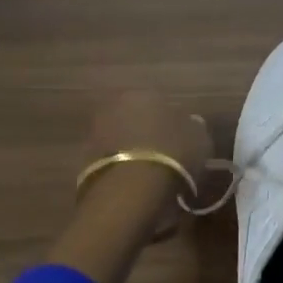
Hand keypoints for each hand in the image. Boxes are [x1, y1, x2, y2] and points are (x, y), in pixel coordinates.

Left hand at [75, 90, 213, 240]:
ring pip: (120, 139)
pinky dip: (121, 168)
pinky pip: (111, 160)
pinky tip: (134, 184)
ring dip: (132, 151)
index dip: (172, 123)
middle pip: (135, 118)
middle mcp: (115, 106)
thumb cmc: (172, 155)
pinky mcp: (83, 160)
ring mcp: (95, 132)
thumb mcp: (199, 139)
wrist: (130, 189)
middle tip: (165, 156)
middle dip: (147, 134)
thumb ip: (194, 127)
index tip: (180, 142)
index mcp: (144, 94)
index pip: (160, 103)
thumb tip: (190, 123)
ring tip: (150, 174)